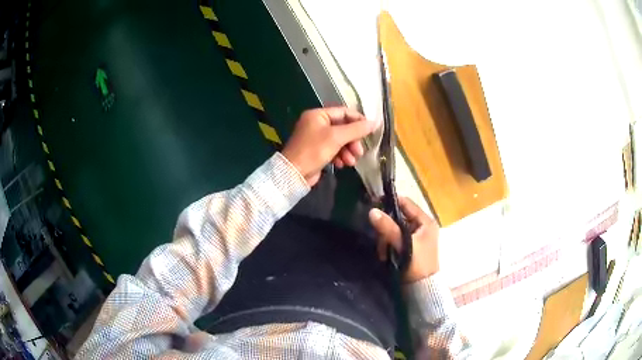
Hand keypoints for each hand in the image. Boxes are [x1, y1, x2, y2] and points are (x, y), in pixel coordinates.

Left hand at [281, 107, 377, 186]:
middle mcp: (316, 123)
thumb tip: (374, 122)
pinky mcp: (316, 151)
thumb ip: (356, 129)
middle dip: (353, 140)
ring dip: (348, 150)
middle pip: (343, 128)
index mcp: (318, 115)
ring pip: (339, 141)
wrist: (294, 173)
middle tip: (359, 151)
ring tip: (351, 161)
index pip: (343, 112)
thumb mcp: (337, 137)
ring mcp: (316, 138)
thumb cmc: (314, 150)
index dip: (358, 120)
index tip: (370, 130)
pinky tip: (342, 164)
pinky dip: (339, 156)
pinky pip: (333, 150)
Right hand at [369, 197, 439, 282]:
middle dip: (386, 228)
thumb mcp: (403, 244)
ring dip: (386, 239)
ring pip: (394, 230)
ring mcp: (416, 238)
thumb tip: (372, 211)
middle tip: (379, 238)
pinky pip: (395, 240)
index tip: (374, 205)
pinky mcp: (410, 247)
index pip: (406, 203)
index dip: (390, 202)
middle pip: (398, 217)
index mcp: (426, 222)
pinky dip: (388, 246)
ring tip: (383, 252)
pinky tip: (385, 256)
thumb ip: (388, 228)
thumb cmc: (417, 264)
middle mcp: (421, 227)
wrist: (422, 289)